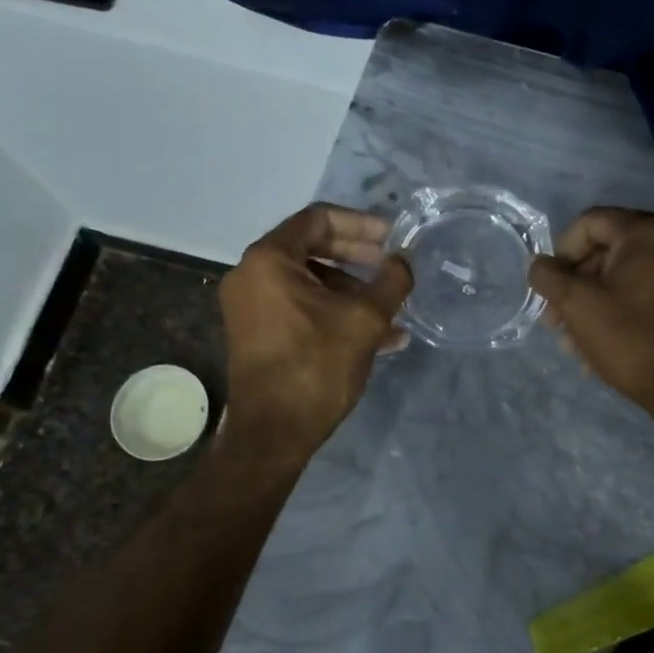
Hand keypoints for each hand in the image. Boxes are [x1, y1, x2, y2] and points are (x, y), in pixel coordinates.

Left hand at [220, 204, 411, 455]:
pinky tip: (378, 335)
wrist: (273, 434)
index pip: (318, 219)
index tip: (392, 237)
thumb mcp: (365, 320)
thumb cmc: (316, 367)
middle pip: (312, 247)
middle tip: (391, 266)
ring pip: (310, 282)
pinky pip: (300, 307)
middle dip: (358, 257)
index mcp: (269, 260)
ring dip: (352, 290)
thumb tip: (402, 260)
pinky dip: (334, 312)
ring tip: (391, 310)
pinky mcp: (257, 333)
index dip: (361, 223)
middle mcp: (251, 275)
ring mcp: (250, 306)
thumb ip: (390, 281)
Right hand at [528, 208, 653, 415]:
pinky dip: (622, 313)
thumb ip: (548, 276)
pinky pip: (649, 296)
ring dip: (594, 306)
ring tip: (576, 344)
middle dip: (576, 287)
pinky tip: (605, 348)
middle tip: (557, 322)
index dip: (560, 253)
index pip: (588, 223)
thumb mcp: (577, 304)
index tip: (550, 288)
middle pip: (608, 252)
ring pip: (627, 279)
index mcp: (647, 232)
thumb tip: (540, 265)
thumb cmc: (630, 338)